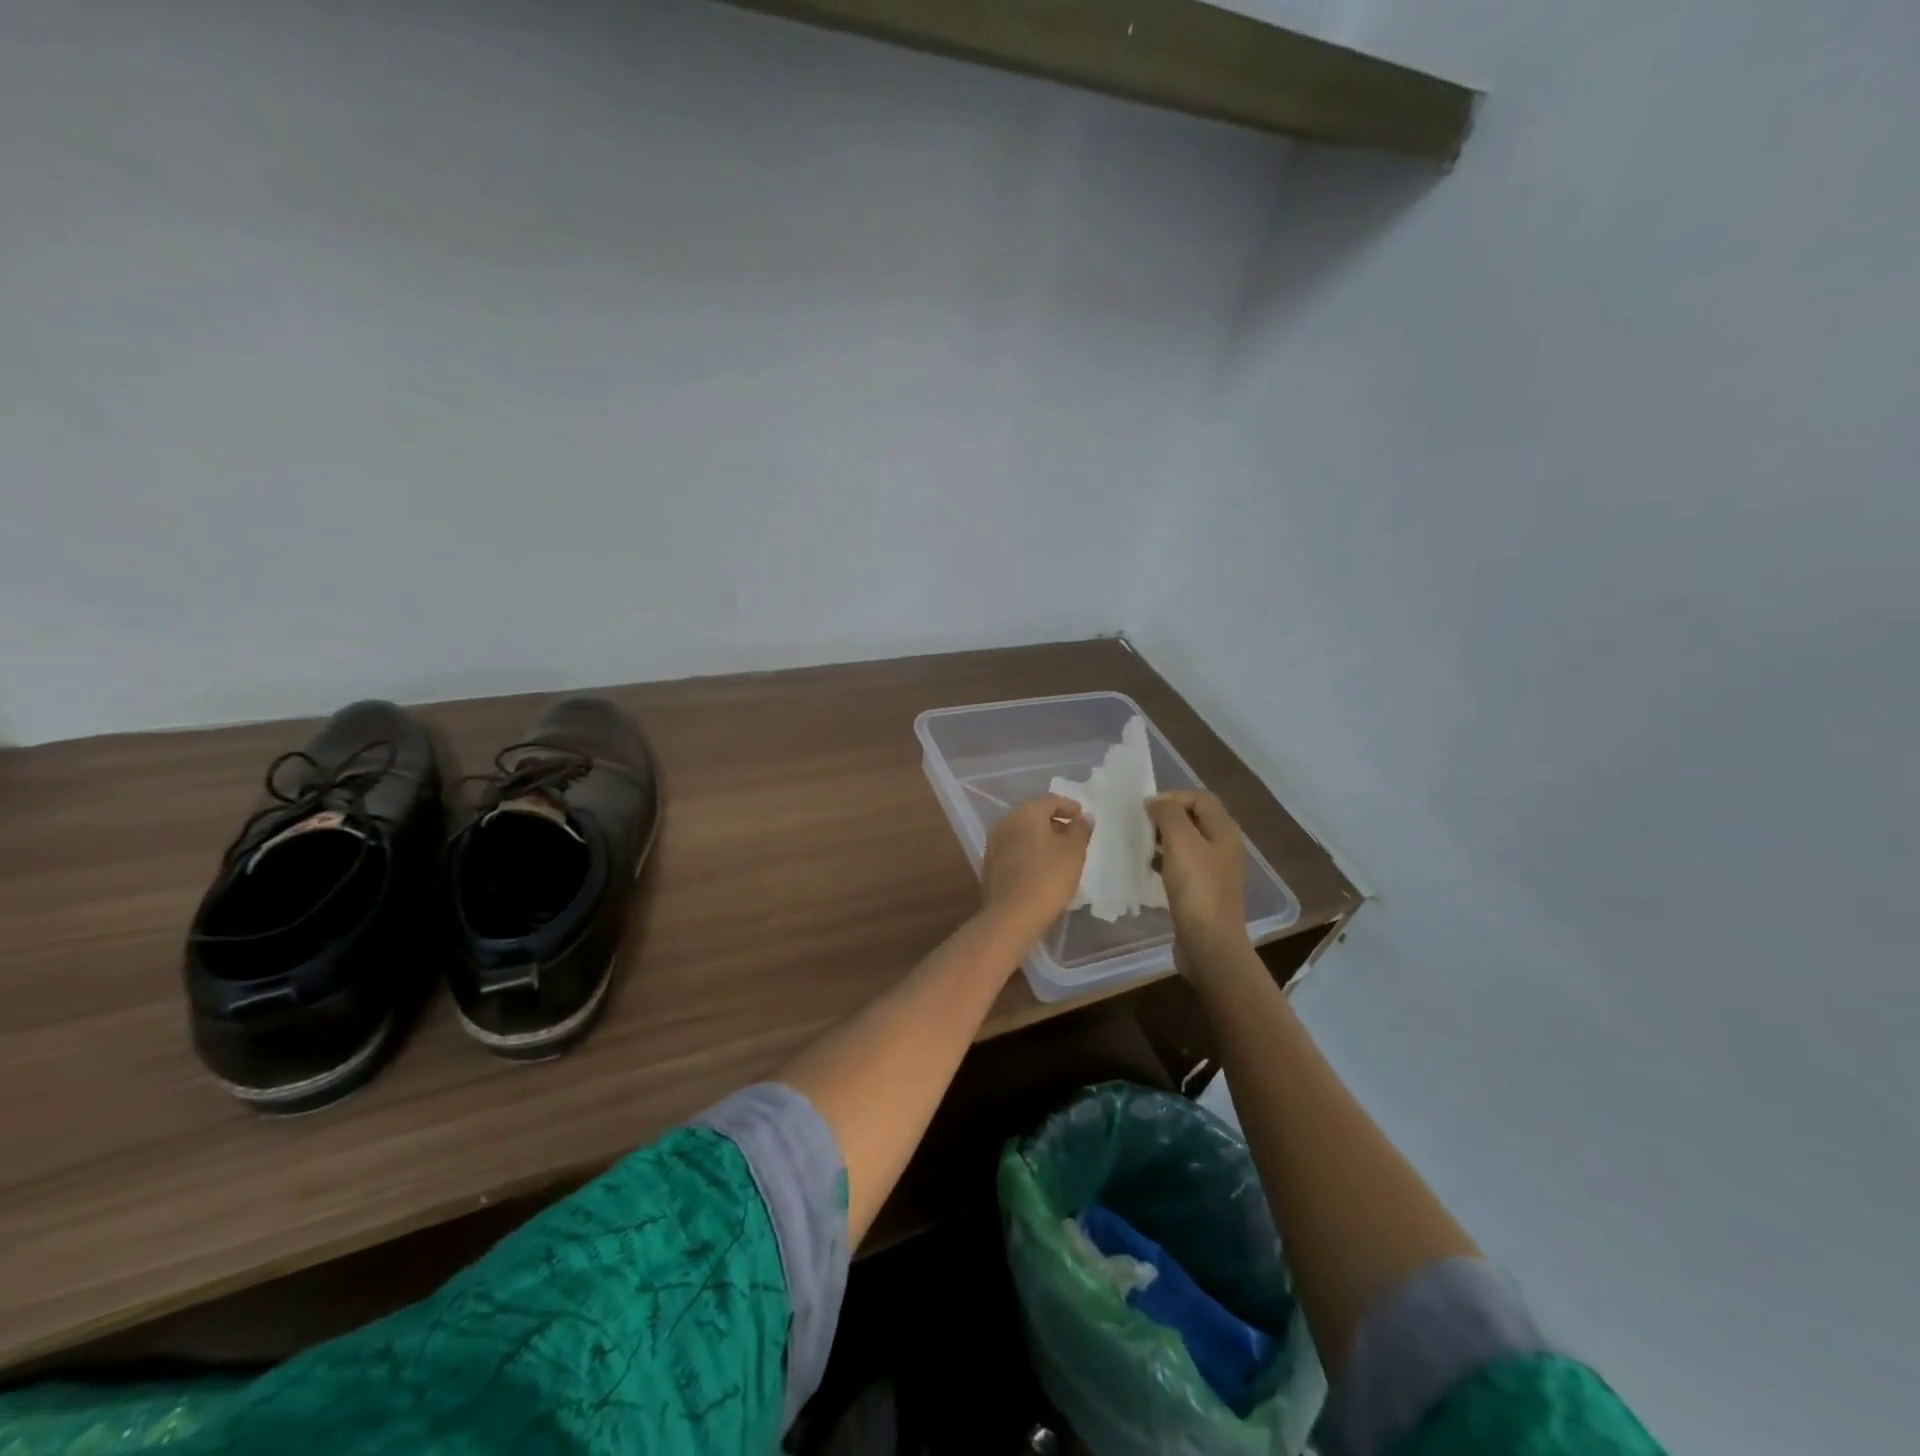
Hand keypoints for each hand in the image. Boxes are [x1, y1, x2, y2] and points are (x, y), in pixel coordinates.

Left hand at [981, 794, 1089, 942]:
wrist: (1012, 915)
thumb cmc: (1048, 878)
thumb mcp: (1073, 852)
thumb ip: (1080, 830)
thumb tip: (1083, 818)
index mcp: (1025, 813)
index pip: (1050, 800)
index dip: (1068, 806)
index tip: (1081, 816)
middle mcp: (1005, 822)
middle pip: (1034, 814)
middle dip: (1054, 822)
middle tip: (1072, 834)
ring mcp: (994, 844)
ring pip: (1022, 833)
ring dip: (1040, 838)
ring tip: (1059, 853)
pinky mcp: (990, 864)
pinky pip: (1014, 849)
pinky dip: (1029, 852)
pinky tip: (1040, 867)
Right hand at [1147, 792, 1249, 962]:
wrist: (1209, 943)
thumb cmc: (1196, 888)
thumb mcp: (1181, 842)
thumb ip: (1169, 814)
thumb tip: (1156, 801)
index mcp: (1224, 831)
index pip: (1200, 798)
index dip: (1173, 796)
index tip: (1146, 809)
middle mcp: (1224, 847)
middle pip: (1194, 819)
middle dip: (1167, 818)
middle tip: (1141, 826)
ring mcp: (1215, 871)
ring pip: (1187, 843)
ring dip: (1163, 840)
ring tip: (1141, 846)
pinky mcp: (1203, 892)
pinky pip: (1183, 866)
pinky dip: (1165, 862)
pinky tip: (1149, 870)